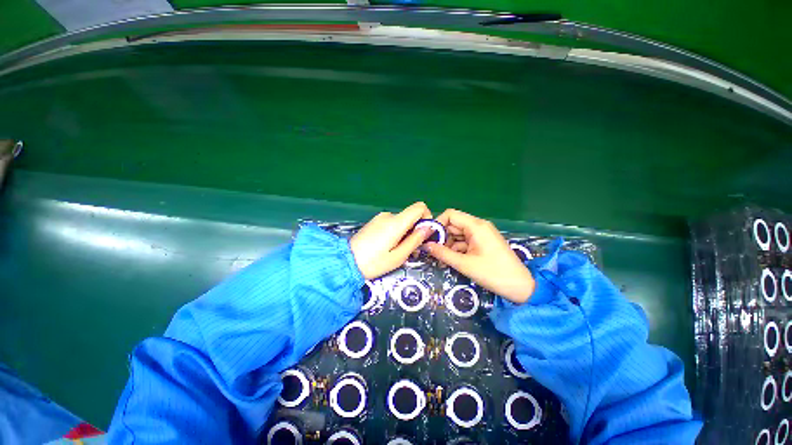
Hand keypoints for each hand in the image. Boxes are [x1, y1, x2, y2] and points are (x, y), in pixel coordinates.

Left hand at [350, 202, 433, 278]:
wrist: (346, 262)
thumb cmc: (373, 263)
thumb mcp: (398, 256)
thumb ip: (415, 240)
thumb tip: (428, 228)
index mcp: (396, 223)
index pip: (419, 207)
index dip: (427, 218)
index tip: (425, 234)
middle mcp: (388, 215)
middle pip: (411, 216)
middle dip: (416, 230)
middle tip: (412, 249)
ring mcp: (380, 218)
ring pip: (402, 221)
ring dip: (405, 233)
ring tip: (398, 251)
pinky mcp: (374, 222)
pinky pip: (392, 223)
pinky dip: (396, 232)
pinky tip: (388, 246)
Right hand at [426, 209, 534, 302]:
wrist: (521, 287)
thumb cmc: (493, 273)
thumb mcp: (464, 264)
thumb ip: (442, 253)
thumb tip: (425, 246)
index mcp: (476, 226)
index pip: (450, 215)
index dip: (438, 224)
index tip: (429, 238)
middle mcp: (478, 226)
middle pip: (454, 224)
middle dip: (442, 237)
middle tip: (433, 251)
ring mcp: (482, 234)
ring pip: (458, 234)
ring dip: (449, 245)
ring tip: (441, 258)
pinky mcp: (483, 242)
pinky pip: (465, 241)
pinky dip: (457, 249)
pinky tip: (451, 260)